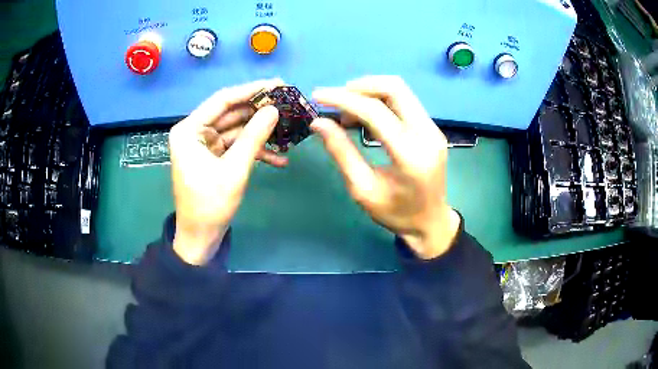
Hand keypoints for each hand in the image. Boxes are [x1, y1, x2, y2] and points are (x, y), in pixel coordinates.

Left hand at [169, 79, 285, 264]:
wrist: (201, 238)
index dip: (251, 90)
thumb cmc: (210, 204)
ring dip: (260, 131)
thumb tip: (274, 110)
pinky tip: (279, 158)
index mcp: (189, 130)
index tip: (277, 83)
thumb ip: (254, 136)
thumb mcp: (234, 169)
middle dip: (259, 110)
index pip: (222, 100)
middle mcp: (195, 132)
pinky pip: (236, 146)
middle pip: (231, 113)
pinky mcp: (214, 157)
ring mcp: (205, 145)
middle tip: (287, 103)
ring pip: (236, 129)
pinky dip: (255, 150)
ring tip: (288, 127)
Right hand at [311, 76, 460, 259]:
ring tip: (348, 114)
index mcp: (410, 155)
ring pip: (401, 91)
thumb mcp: (363, 189)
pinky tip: (366, 118)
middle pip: (395, 88)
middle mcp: (427, 134)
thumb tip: (318, 123)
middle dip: (360, 87)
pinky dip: (382, 102)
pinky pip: (405, 102)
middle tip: (336, 101)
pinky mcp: (433, 129)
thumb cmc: (396, 214)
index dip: (343, 99)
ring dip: (370, 93)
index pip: (375, 112)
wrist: (431, 223)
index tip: (318, 96)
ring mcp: (434, 129)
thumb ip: (342, 153)